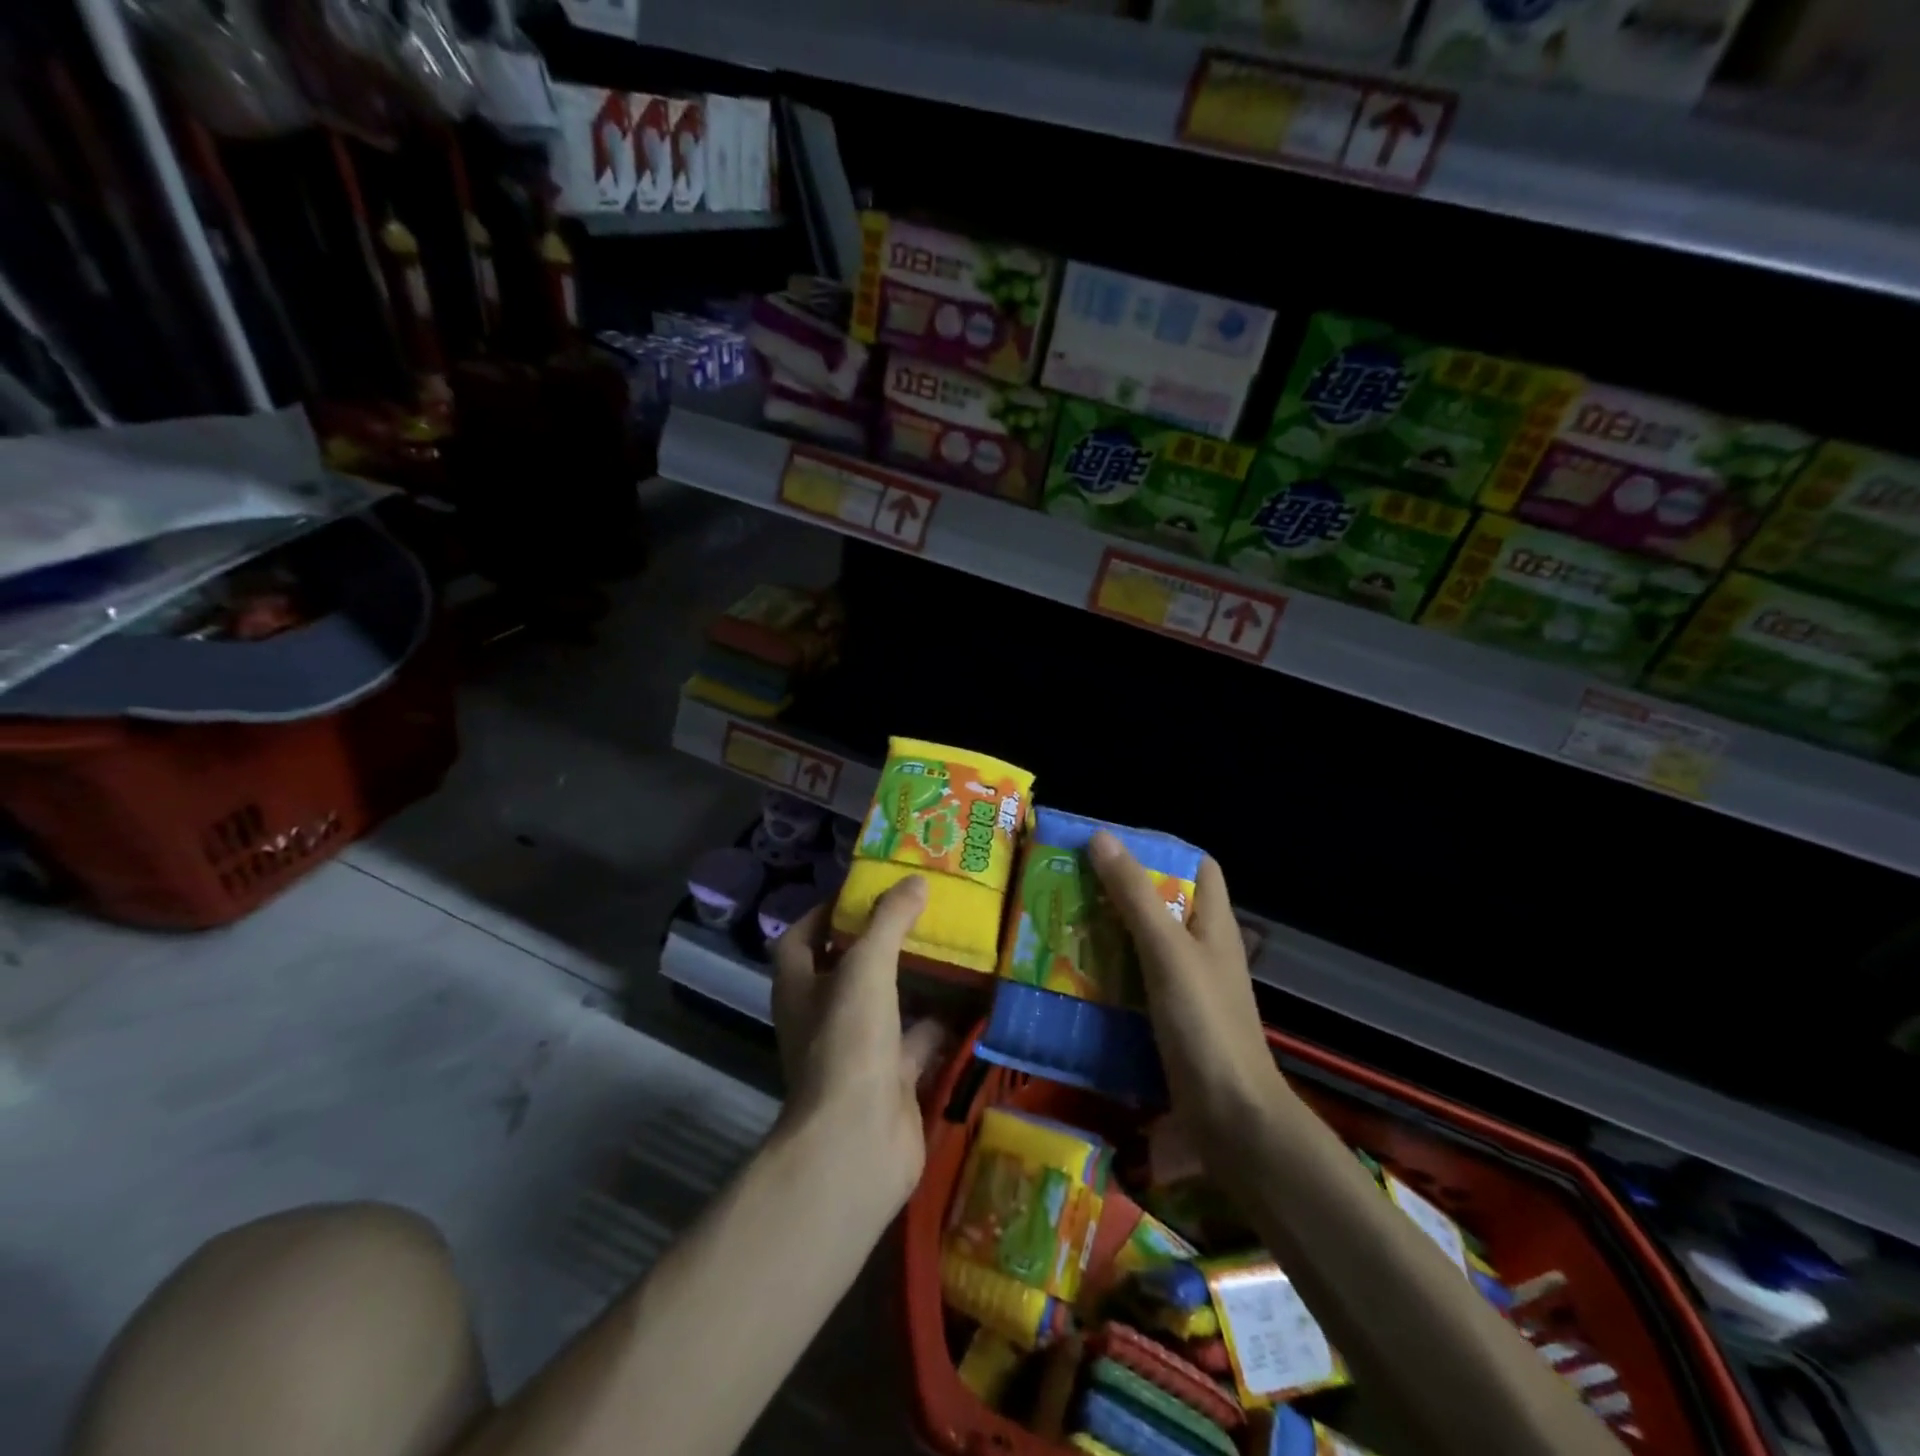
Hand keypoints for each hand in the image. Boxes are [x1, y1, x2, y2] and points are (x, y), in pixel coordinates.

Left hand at [770, 877, 946, 1216]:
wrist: (858, 1144)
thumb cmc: (848, 1043)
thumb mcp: (866, 968)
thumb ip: (889, 922)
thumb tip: (915, 880)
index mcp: (800, 987)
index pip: (800, 938)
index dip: (825, 912)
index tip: (863, 891)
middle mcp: (823, 1017)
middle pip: (847, 969)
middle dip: (879, 942)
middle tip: (919, 911)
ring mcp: (857, 1051)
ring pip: (886, 1004)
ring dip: (913, 981)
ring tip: (951, 946)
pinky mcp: (891, 1079)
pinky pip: (918, 1041)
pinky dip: (942, 1023)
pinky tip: (973, 1000)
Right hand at [1088, 832, 1289, 1146]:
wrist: (1232, 1124)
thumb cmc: (1205, 1026)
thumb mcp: (1167, 952)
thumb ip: (1135, 896)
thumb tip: (1101, 837)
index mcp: (1213, 925)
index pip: (1197, 867)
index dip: (1161, 849)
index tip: (1112, 846)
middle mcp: (1201, 952)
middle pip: (1161, 905)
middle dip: (1117, 891)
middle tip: (1068, 883)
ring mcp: (1184, 990)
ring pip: (1140, 946)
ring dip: (1104, 934)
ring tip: (1058, 923)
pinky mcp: (1166, 1023)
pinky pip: (1131, 985)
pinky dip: (1103, 975)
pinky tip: (1069, 976)